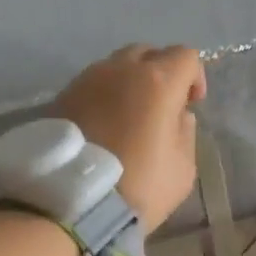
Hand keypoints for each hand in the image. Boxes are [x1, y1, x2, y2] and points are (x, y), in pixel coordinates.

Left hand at [53, 45, 205, 231]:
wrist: (69, 202)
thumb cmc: (136, 187)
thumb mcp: (182, 169)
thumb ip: (185, 133)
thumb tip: (178, 115)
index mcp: (156, 81)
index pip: (185, 56)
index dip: (194, 77)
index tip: (191, 103)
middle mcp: (120, 69)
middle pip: (147, 53)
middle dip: (160, 72)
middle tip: (160, 106)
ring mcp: (86, 80)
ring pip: (115, 66)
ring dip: (128, 83)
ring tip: (128, 117)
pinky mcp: (61, 96)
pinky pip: (91, 85)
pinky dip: (103, 96)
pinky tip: (102, 125)